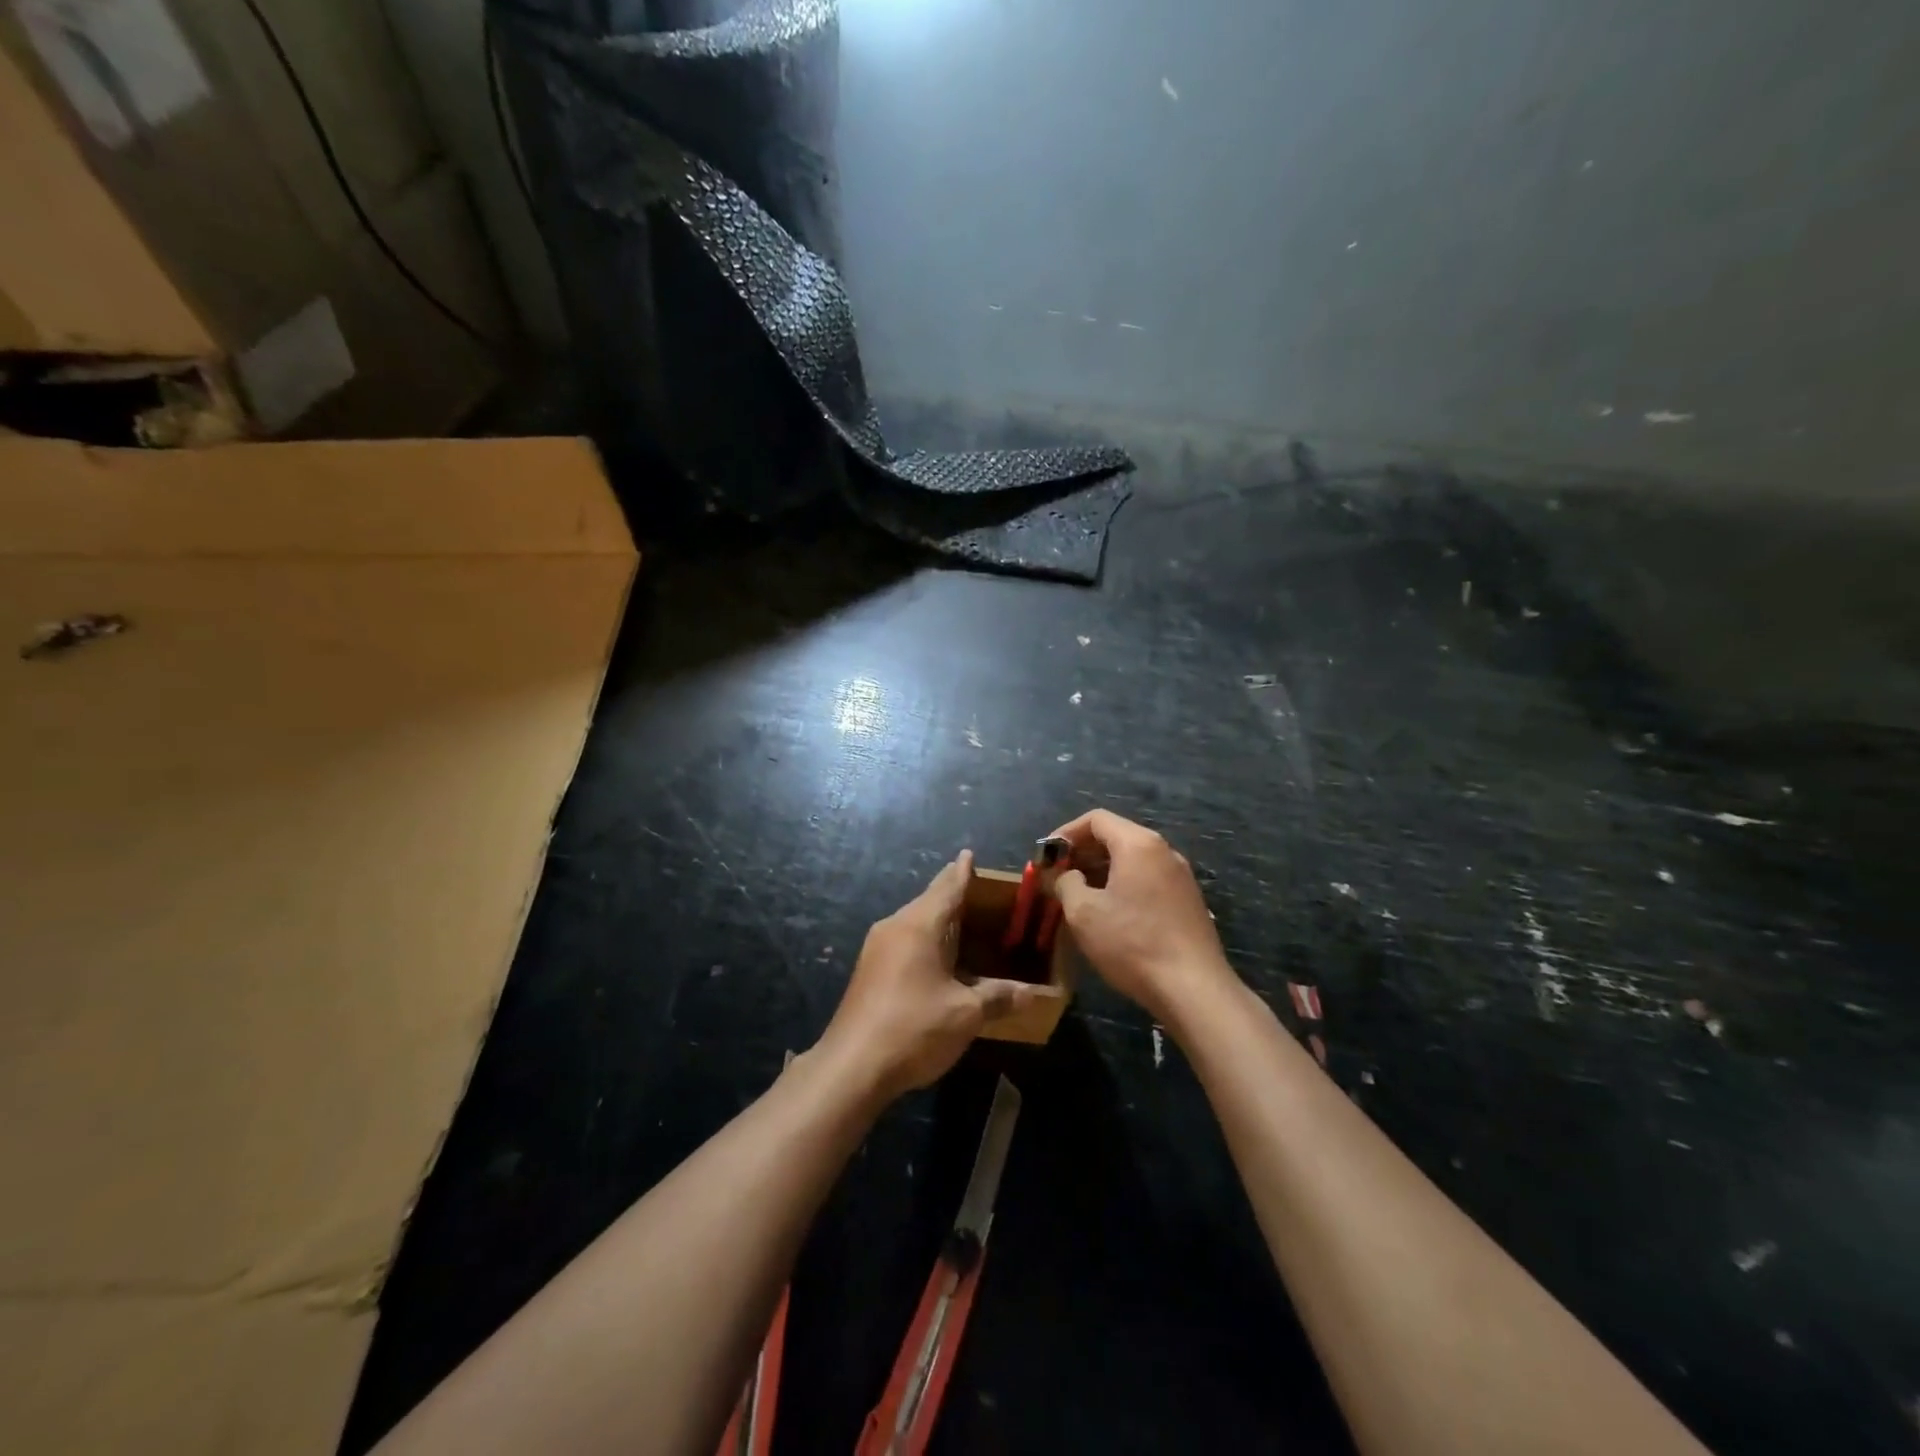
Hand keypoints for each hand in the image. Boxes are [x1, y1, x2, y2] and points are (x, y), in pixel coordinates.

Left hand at [817, 850, 1037, 1100]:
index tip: (970, 854)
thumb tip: (1031, 994)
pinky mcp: (869, 971)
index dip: (962, 872)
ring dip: (939, 921)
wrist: (851, 1066)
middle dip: (953, 894)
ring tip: (965, 923)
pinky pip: (905, 942)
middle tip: (982, 893)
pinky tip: (940, 958)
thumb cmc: (914, 1027)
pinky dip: (926, 940)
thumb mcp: (965, 1014)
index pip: (947, 887)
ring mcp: (877, 949)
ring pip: (915, 923)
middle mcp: (895, 927)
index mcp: (919, 925)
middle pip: (929, 901)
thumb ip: (999, 998)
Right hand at [1051, 809, 1237, 1025]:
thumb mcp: (1084, 913)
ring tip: (1079, 896)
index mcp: (1138, 844)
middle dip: (1083, 852)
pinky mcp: (1188, 900)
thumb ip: (1065, 884)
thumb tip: (1066, 876)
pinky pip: (1148, 879)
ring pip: (1133, 859)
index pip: (1096, 819)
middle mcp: (1163, 851)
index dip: (1066, 833)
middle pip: (1116, 836)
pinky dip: (1123, 884)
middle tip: (1058, 876)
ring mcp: (1180, 876)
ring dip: (1102, 870)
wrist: (1193, 989)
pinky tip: (1110, 913)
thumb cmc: (1132, 943)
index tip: (1047, 856)